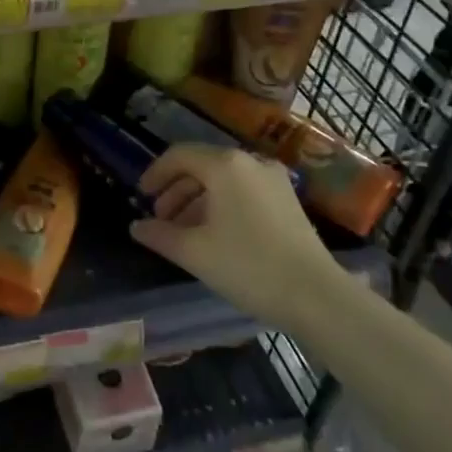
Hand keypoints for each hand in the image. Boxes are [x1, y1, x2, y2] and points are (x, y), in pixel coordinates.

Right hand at [131, 143, 345, 332]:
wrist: (315, 295)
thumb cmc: (248, 266)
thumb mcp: (194, 252)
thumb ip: (159, 235)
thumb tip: (136, 227)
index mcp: (225, 166)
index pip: (179, 156)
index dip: (155, 174)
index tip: (140, 196)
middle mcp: (250, 162)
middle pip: (202, 166)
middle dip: (176, 190)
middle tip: (160, 218)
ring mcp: (273, 180)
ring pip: (223, 180)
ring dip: (198, 200)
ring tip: (183, 231)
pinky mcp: (287, 200)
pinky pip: (243, 191)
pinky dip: (222, 205)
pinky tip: (214, 234)